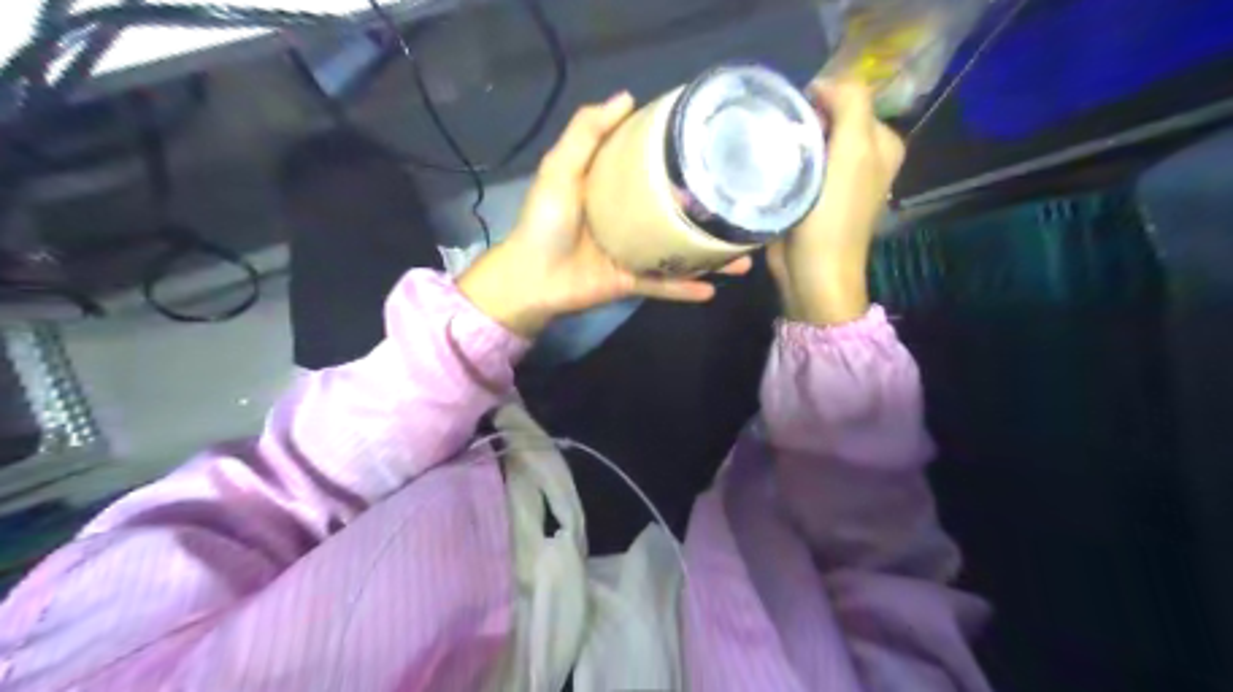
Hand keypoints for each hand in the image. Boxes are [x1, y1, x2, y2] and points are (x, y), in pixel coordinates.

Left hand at [459, 93, 750, 340]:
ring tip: (742, 257)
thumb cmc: (545, 221)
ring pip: (679, 252)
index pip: (654, 170)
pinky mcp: (631, 282)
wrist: (531, 277)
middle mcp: (630, 220)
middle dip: (707, 214)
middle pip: (675, 214)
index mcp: (615, 190)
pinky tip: (713, 290)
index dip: (680, 159)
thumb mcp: (561, 168)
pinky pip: (663, 286)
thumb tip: (628, 97)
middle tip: (741, 207)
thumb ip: (587, 132)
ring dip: (708, 257)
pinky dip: (685, 289)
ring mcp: (634, 253)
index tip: (713, 149)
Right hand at [767, 80, 903, 325]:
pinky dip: (782, 163)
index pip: (849, 96)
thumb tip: (823, 85)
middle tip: (783, 142)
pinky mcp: (809, 196)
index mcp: (881, 142)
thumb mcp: (855, 150)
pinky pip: (795, 165)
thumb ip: (851, 103)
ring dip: (789, 143)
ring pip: (807, 141)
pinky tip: (771, 173)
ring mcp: (834, 178)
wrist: (812, 273)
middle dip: (803, 122)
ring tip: (774, 157)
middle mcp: (861, 156)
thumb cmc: (835, 215)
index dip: (820, 99)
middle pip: (826, 118)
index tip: (796, 120)